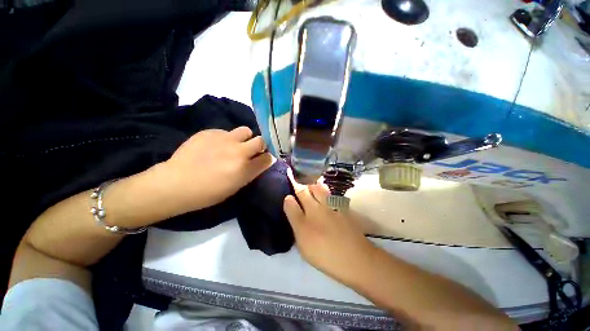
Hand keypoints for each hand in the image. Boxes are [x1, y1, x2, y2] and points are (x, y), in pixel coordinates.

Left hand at [160, 127, 272, 213]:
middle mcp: (239, 151)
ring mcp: (224, 139)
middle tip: (251, 151)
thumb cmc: (208, 192)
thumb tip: (262, 161)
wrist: (176, 183)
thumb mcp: (235, 187)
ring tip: (234, 144)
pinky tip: (214, 146)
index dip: (267, 158)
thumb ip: (251, 172)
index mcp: (245, 168)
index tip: (262, 160)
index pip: (267, 158)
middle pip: (261, 141)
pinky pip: (226, 131)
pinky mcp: (210, 132)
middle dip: (259, 146)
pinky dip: (225, 138)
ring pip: (245, 130)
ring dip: (245, 138)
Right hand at [283, 172, 376, 284]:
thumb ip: (296, 226)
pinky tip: (325, 195)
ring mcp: (329, 207)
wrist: (355, 259)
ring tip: (310, 189)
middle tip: (298, 188)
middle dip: (299, 187)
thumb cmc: (326, 256)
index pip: (291, 203)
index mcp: (304, 223)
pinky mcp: (341, 207)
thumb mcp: (304, 247)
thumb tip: (291, 210)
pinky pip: (330, 193)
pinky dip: (325, 191)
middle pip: (304, 191)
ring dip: (312, 186)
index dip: (288, 199)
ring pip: (318, 188)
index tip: (288, 198)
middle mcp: (315, 210)